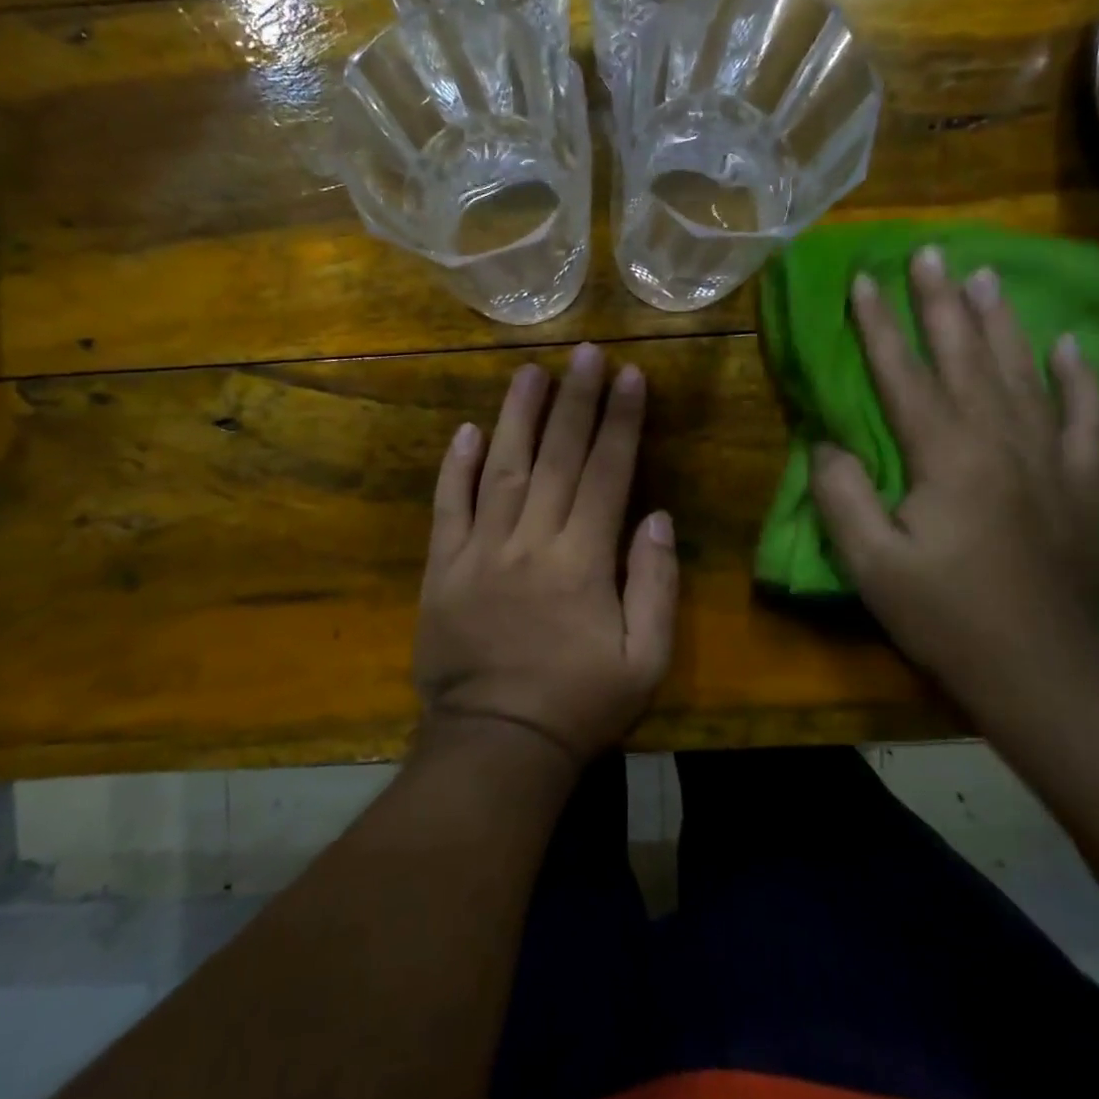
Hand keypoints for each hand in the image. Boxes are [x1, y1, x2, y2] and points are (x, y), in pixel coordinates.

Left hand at [414, 344, 677, 766]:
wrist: (496, 745)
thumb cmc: (579, 705)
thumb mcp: (645, 659)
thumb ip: (655, 584)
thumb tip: (656, 517)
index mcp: (583, 560)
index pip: (607, 473)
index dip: (621, 421)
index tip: (630, 376)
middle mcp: (531, 541)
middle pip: (557, 458)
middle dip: (575, 400)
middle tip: (584, 353)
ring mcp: (480, 551)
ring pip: (501, 469)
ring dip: (517, 417)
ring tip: (530, 372)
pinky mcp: (443, 568)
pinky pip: (448, 508)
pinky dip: (455, 468)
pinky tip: (465, 431)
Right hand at [809, 246, 1098, 686]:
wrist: (1043, 671)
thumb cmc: (947, 616)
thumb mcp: (871, 564)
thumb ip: (841, 495)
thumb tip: (828, 445)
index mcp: (946, 455)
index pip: (905, 374)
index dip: (880, 325)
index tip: (863, 279)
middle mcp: (1000, 440)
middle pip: (966, 356)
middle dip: (942, 302)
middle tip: (931, 252)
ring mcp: (1049, 459)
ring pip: (1023, 372)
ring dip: (1001, 322)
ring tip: (988, 275)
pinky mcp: (1081, 485)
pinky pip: (1083, 417)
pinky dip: (1078, 379)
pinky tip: (1069, 346)